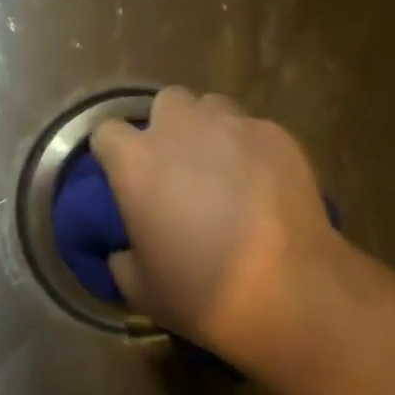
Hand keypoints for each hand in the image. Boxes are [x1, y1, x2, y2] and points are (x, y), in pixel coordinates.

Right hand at [90, 88, 349, 375]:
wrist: (287, 291)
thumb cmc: (201, 291)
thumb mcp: (140, 288)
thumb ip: (121, 257)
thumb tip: (123, 249)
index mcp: (136, 162)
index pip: (107, 132)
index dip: (113, 153)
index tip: (123, 176)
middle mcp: (181, 129)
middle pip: (165, 102)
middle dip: (167, 126)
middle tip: (177, 165)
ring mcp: (234, 126)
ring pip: (213, 107)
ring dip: (209, 130)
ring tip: (222, 166)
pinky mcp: (278, 136)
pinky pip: (254, 129)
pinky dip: (250, 148)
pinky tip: (262, 181)